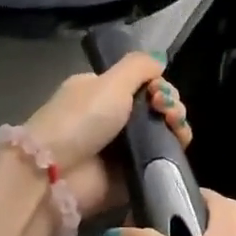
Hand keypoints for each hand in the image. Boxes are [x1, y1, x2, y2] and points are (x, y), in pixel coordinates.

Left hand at [19, 53, 189, 218]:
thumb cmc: (81, 119)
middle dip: (170, 104)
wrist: (57, 173)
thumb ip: (138, 66)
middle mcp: (112, 118)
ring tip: (175, 126)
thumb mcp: (109, 82)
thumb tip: (159, 60)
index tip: (158, 90)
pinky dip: (174, 152)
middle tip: (165, 109)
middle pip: (156, 107)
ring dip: (176, 125)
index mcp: (101, 92)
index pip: (141, 84)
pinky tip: (178, 144)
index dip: (158, 84)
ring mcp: (123, 149)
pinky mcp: (132, 175)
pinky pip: (162, 161)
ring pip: (163, 133)